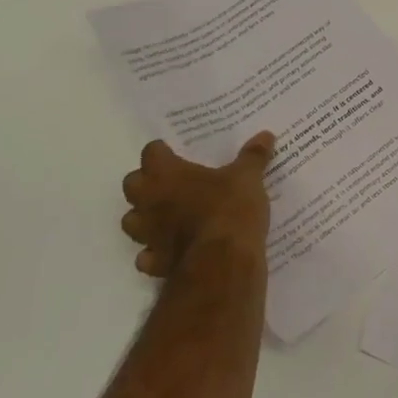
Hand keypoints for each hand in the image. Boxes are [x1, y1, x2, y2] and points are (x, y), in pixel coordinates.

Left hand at [121, 131, 274, 277]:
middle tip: (170, 182)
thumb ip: (253, 156)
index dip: (162, 151)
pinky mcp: (155, 262)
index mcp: (166, 174)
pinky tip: (168, 250)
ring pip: (131, 221)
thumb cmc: (229, 208)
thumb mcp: (248, 177)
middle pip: (132, 185)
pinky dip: (153, 253)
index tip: (175, 152)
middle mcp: (149, 201)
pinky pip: (146, 256)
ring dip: (143, 217)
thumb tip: (266, 135)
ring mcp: (148, 234)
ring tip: (165, 216)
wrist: (222, 262)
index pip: (151, 152)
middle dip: (145, 183)